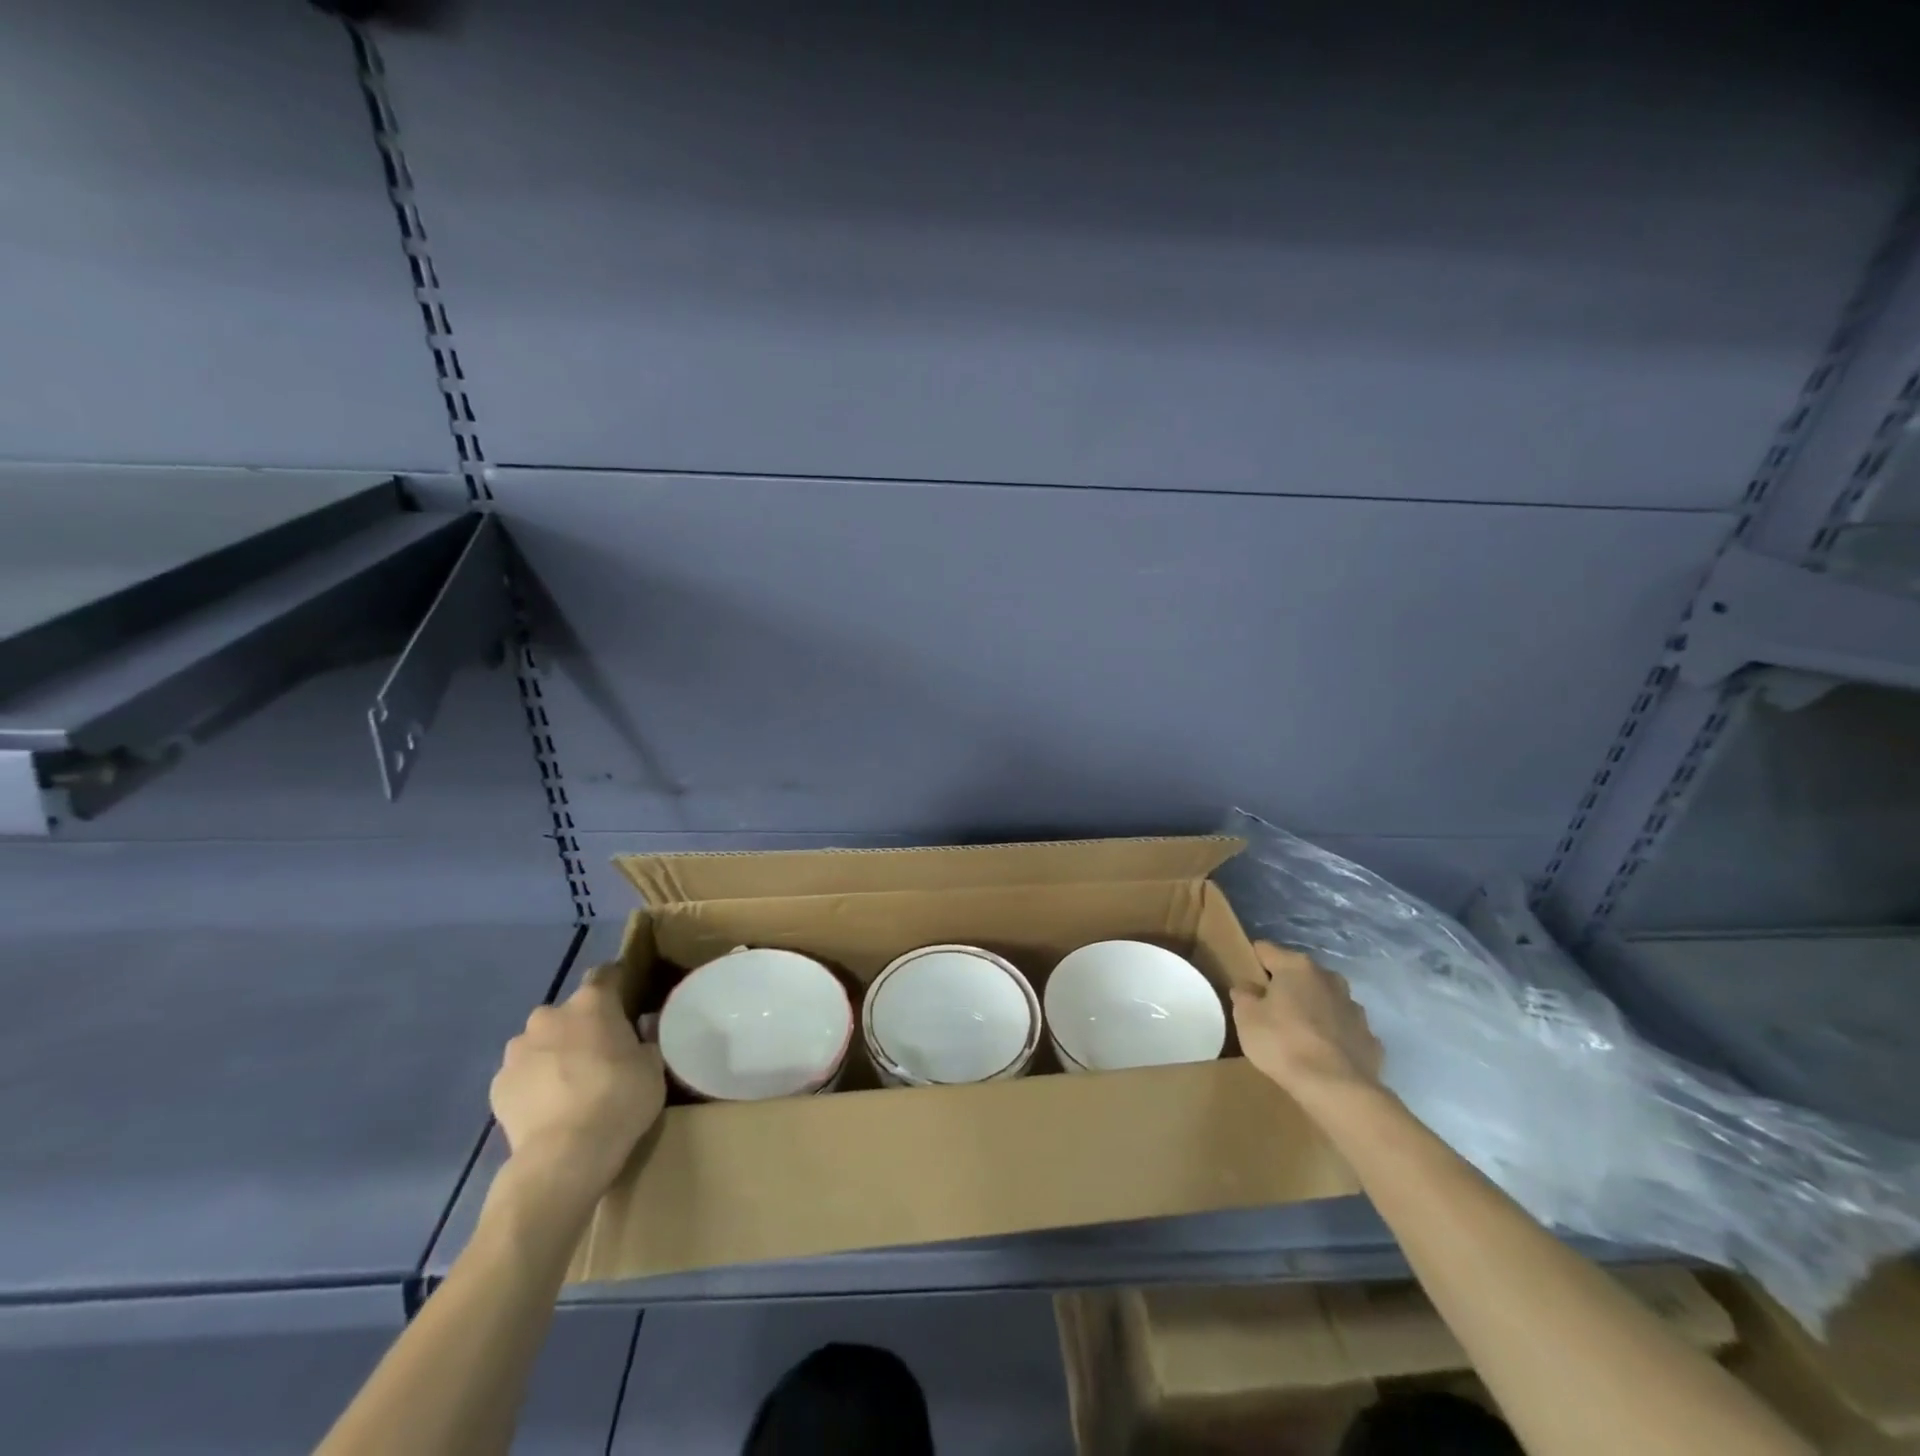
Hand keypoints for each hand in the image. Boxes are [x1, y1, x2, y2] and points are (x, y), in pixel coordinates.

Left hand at [488, 967, 665, 1210]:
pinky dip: (533, 1083)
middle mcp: (550, 1016)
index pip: (606, 974)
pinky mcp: (497, 1085)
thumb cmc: (620, 1099)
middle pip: (569, 1012)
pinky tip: (548, 1108)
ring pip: (540, 1042)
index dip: (617, 985)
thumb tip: (639, 1032)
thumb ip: (644, 1041)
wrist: (565, 1155)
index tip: (627, 1003)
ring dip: (553, 1054)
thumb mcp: (653, 1066)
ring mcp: (517, 1051)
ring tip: (569, 1086)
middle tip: (599, 1054)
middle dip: (581, 1027)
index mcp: (593, 1002)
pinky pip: (522, 1074)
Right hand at [1232, 942, 1383, 1102]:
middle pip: (1299, 974)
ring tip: (1299, 1035)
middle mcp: (1329, 978)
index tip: (1245, 981)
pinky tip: (1323, 1055)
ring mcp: (1354, 1008)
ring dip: (1313, 1009)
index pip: (1265, 950)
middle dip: (1286, 987)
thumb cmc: (1283, 1043)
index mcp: (1296, 967)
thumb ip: (1244, 996)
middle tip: (1270, 1010)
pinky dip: (1333, 1036)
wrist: (1337, 1089)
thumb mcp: (1246, 1018)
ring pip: (1325, 1000)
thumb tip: (1247, 988)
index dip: (1252, 962)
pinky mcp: (1370, 1037)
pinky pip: (1344, 1029)